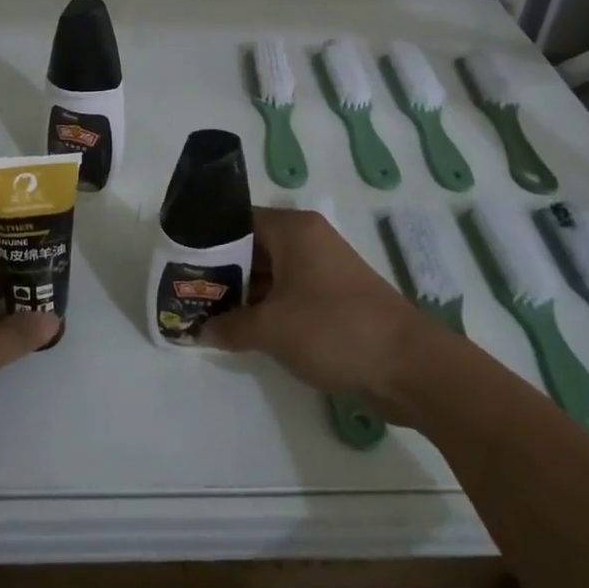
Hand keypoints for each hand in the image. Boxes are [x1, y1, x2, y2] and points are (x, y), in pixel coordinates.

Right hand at [201, 207, 428, 408]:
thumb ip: (231, 326)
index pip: (238, 219)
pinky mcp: (333, 299)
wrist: (409, 367)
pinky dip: (265, 308)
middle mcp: (308, 241)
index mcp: (294, 230)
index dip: (207, 239)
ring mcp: (323, 270)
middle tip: (186, 290)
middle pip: (252, 246)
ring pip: (269, 273)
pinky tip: (240, 329)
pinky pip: (288, 294)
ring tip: (205, 312)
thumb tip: (200, 330)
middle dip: (221, 270)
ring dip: (242, 293)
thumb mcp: (272, 328)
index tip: (179, 259)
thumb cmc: (334, 330)